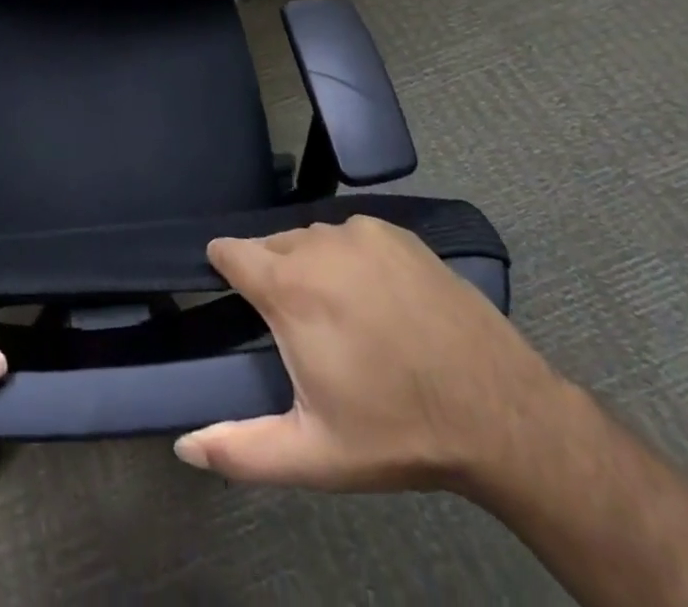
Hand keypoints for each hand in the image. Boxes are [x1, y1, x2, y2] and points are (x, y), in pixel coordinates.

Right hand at [173, 216, 561, 492]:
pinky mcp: (397, 233)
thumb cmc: (397, 432)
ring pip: (311, 238)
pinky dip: (352, 258)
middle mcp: (315, 243)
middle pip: (270, 245)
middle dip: (273, 276)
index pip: (227, 250)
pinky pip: (352, 236)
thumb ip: (241, 450)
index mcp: (287, 287)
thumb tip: (185, 446)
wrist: (501, 414)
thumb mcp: (314, 455)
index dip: (224, 269)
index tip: (236, 296)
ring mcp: (360, 233)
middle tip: (302, 328)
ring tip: (344, 316)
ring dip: (312, 266)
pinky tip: (379, 299)